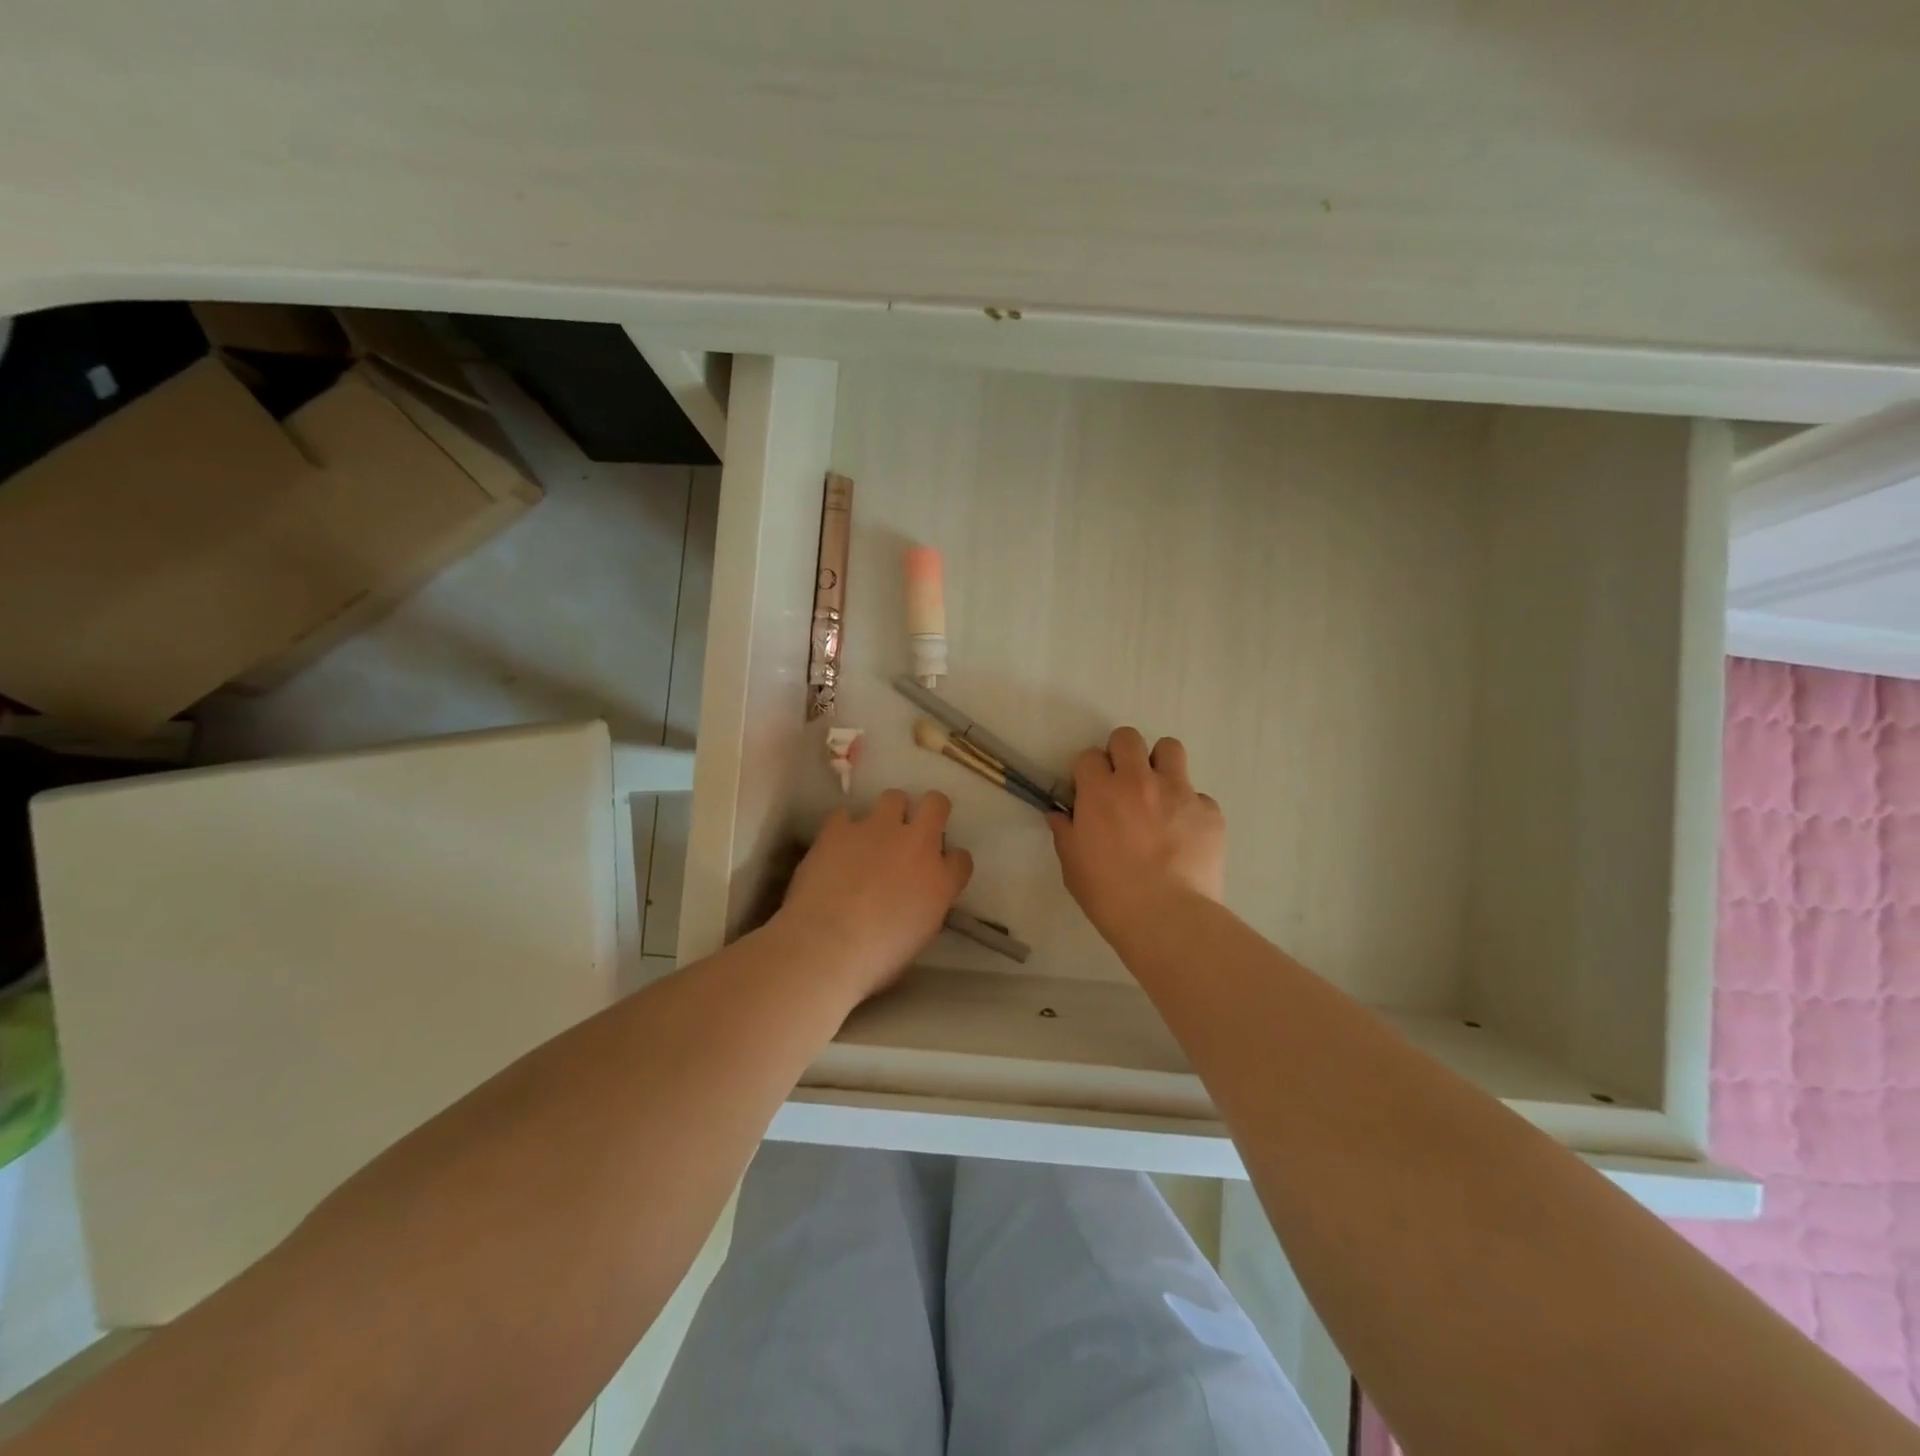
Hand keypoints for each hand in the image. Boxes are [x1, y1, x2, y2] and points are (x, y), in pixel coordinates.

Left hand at [775, 789, 972, 1001]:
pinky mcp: (840, 828)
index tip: (939, 869)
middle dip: (929, 810)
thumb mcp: (918, 936)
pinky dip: (843, 829)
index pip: (961, 858)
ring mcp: (878, 830)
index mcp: (940, 880)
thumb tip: (915, 897)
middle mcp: (916, 845)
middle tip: (913, 829)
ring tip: (873, 833)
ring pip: (893, 797)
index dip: (950, 861)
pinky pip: (846, 815)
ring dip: (888, 813)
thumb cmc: (875, 959)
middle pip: (935, 804)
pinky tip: (835, 846)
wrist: (825, 947)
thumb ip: (925, 905)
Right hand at [1049, 728, 1224, 935]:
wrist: (1167, 918)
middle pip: (1127, 738)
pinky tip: (1185, 836)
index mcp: (1100, 791)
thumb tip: (1060, 816)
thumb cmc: (1109, 894)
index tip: (1089, 793)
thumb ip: (1065, 833)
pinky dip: (1190, 810)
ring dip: (1160, 765)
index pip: (1089, 756)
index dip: (1088, 772)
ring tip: (1159, 794)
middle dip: (1121, 754)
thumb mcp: (1072, 866)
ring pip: (1170, 749)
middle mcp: (1139, 780)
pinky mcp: (1209, 812)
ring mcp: (1179, 792)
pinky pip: (1199, 797)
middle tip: (1123, 783)